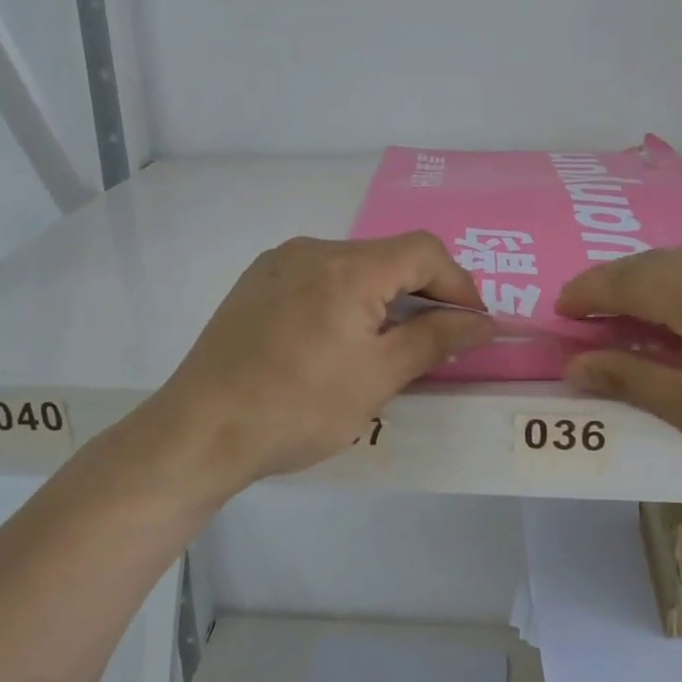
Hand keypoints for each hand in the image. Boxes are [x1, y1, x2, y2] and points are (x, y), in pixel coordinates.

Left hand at [150, 233, 493, 493]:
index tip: (473, 324)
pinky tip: (337, 341)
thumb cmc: (298, 407)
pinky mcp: (255, 284)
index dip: (458, 283)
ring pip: (351, 267)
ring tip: (388, 346)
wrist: (199, 431)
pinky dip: (344, 300)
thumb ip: (435, 340)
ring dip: (382, 297)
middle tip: (437, 339)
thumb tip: (482, 322)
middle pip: (387, 256)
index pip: (424, 251)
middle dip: (422, 293)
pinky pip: (317, 278)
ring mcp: (278, 264)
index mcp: (347, 266)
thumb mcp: (377, 378)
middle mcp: (312, 250)